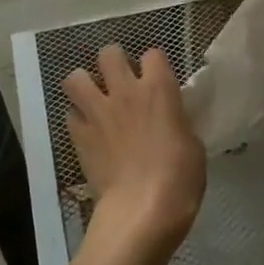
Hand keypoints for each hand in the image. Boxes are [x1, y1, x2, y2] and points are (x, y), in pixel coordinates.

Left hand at [63, 45, 205, 254]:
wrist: (143, 211)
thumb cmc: (179, 179)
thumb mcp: (192, 144)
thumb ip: (177, 122)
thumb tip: (170, 121)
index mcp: (159, 89)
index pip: (153, 54)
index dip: (154, 65)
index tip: (157, 79)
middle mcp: (125, 92)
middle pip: (109, 53)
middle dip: (113, 62)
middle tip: (120, 81)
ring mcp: (98, 112)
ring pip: (76, 77)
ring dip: (85, 84)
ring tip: (94, 99)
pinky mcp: (79, 136)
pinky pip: (70, 114)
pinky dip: (78, 119)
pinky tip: (88, 131)